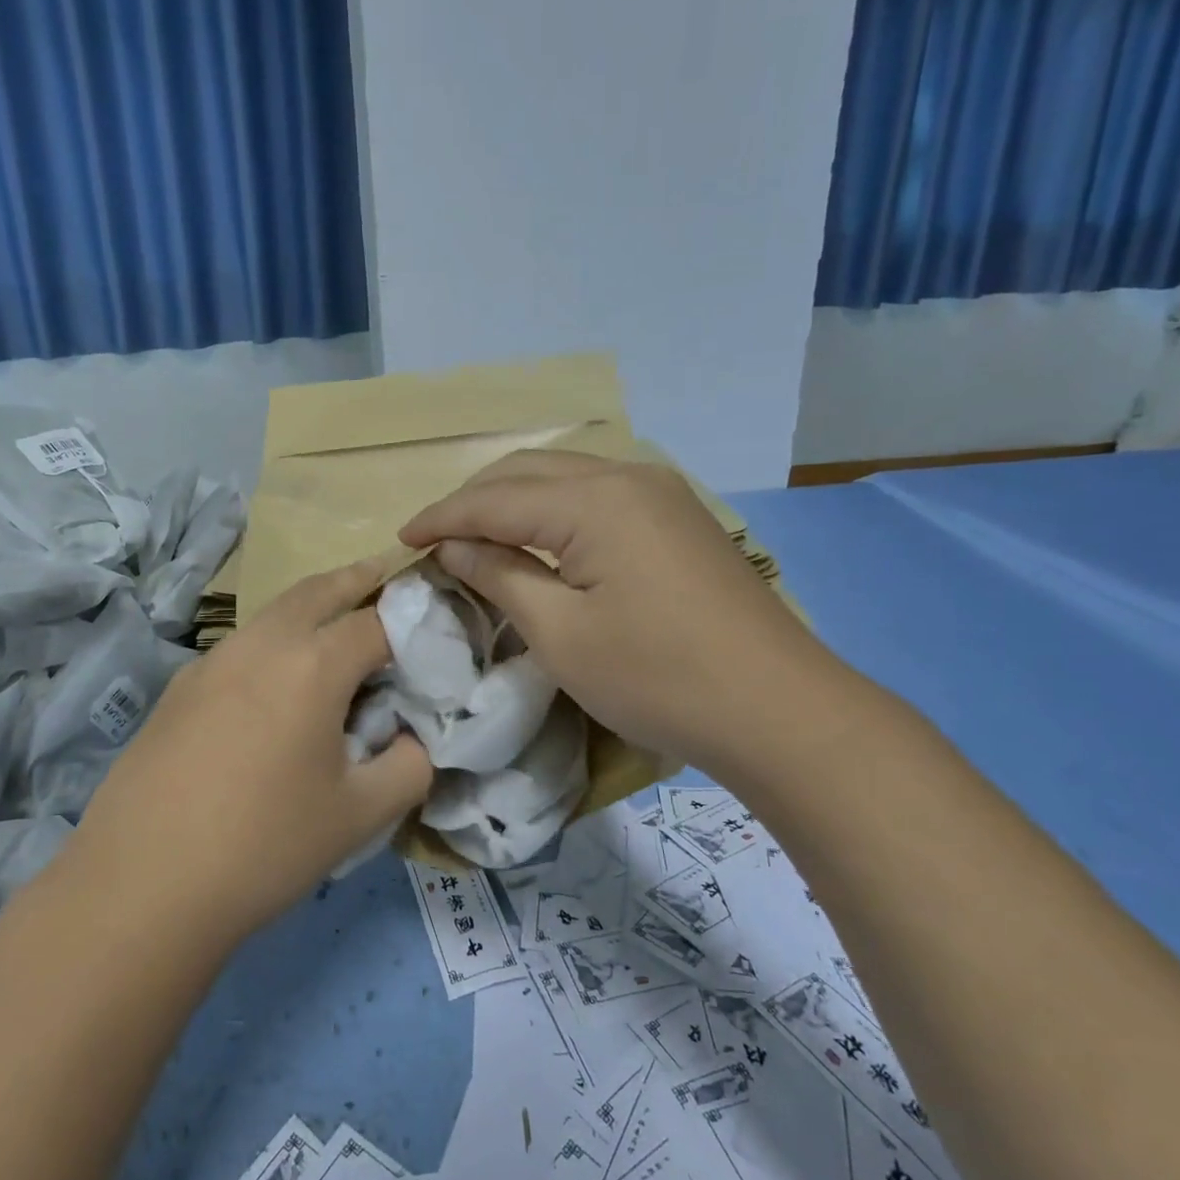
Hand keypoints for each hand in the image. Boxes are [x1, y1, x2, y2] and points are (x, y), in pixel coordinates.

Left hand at [66, 559, 432, 948]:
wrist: (139, 887)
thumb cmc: (264, 847)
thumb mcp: (360, 816)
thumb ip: (410, 767)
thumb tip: (416, 739)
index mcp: (312, 665)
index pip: (378, 624)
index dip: (412, 624)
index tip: (431, 634)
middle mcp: (261, 644)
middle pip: (318, 590)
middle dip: (356, 578)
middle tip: (383, 572)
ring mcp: (212, 661)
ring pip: (273, 612)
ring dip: (311, 605)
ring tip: (335, 622)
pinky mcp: (180, 687)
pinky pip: (241, 645)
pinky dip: (273, 639)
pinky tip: (275, 682)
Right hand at [400, 451, 841, 779]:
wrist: (777, 709)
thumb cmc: (658, 678)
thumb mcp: (561, 634)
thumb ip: (501, 576)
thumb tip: (454, 547)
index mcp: (593, 501)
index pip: (495, 499)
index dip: (442, 518)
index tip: (401, 540)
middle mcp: (626, 477)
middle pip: (528, 471)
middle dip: (474, 500)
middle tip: (435, 538)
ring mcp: (659, 493)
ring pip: (564, 477)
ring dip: (513, 499)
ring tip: (476, 534)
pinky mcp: (676, 517)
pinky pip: (596, 494)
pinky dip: (552, 509)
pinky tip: (538, 537)